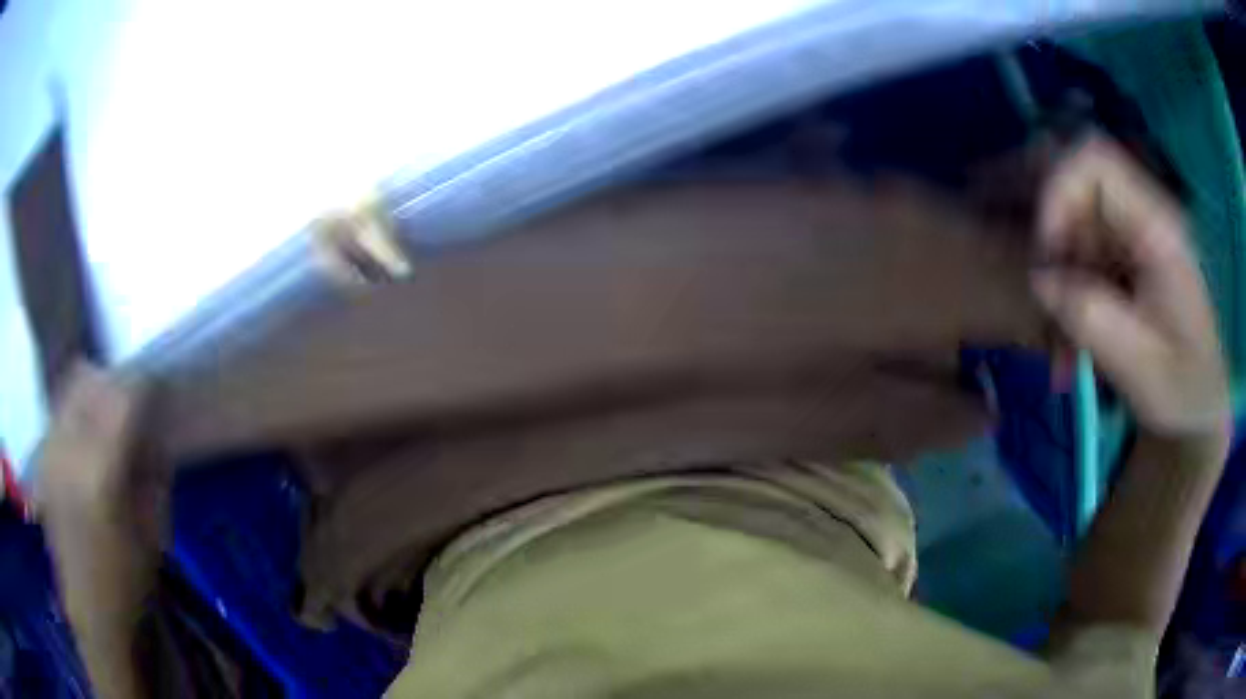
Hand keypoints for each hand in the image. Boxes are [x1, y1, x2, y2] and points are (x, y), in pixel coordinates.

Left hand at [36, 363, 164, 614]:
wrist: (93, 613)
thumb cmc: (130, 583)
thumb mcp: (154, 531)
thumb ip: (153, 470)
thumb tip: (156, 427)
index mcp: (101, 473)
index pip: (122, 397)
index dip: (143, 386)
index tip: (159, 391)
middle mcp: (68, 451)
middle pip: (90, 381)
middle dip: (115, 384)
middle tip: (133, 404)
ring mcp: (50, 452)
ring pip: (69, 389)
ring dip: (92, 392)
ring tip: (108, 416)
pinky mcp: (42, 459)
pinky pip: (58, 412)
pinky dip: (75, 410)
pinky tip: (86, 437)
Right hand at [1032, 138, 1229, 454]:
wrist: (1204, 407)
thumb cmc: (1184, 392)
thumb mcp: (1140, 367)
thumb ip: (1092, 318)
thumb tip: (1041, 279)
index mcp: (1159, 230)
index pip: (1095, 164)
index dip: (1059, 191)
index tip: (1047, 252)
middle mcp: (1145, 217)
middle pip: (1077, 189)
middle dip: (1053, 240)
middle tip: (1048, 299)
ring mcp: (1135, 236)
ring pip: (1074, 226)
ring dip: (1058, 277)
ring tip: (1060, 342)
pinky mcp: (1127, 257)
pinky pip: (1082, 255)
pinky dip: (1068, 294)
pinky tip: (1070, 341)